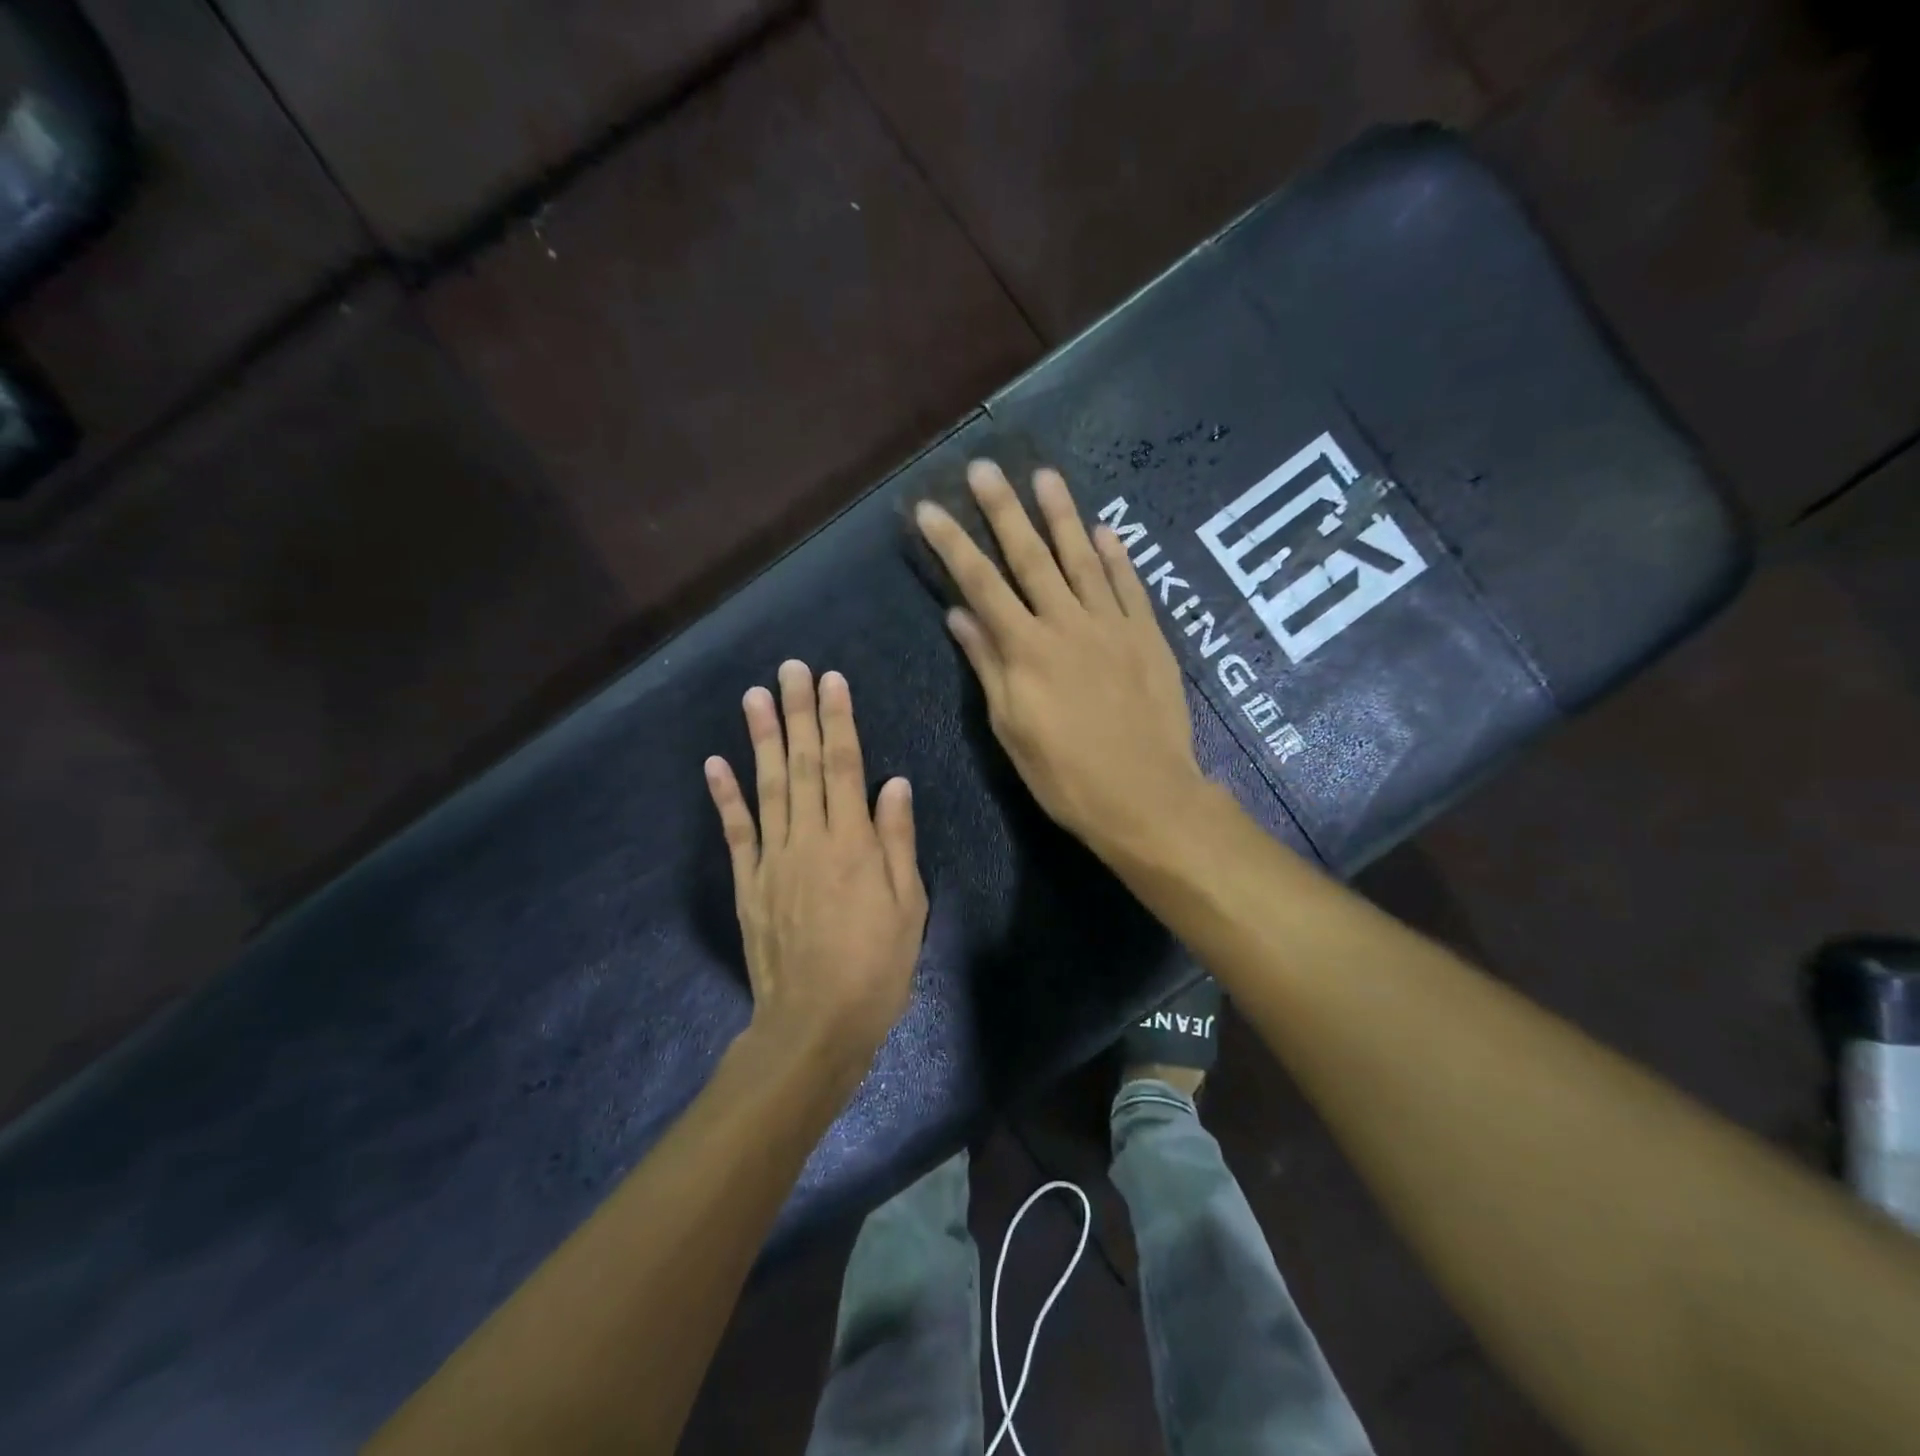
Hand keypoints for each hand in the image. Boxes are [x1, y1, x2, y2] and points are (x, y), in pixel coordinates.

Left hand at [704, 662, 926, 1076]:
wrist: (814, 1025)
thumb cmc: (876, 968)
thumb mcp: (907, 906)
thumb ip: (896, 840)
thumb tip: (893, 782)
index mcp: (853, 843)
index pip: (843, 766)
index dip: (838, 720)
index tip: (831, 680)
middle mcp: (809, 839)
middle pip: (801, 765)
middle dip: (798, 713)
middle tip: (790, 668)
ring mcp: (772, 860)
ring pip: (766, 787)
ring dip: (759, 739)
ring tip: (754, 695)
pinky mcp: (748, 884)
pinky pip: (736, 832)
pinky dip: (724, 795)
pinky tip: (715, 762)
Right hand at [915, 459, 1206, 857]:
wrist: (1145, 796)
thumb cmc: (1066, 774)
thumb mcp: (1011, 728)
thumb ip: (988, 665)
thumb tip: (959, 615)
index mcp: (1026, 649)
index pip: (980, 583)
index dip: (952, 543)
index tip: (930, 508)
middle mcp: (1067, 623)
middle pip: (1030, 556)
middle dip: (1003, 510)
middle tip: (985, 467)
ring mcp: (1112, 625)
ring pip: (1083, 558)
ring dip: (1062, 515)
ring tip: (1045, 476)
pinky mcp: (1148, 636)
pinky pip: (1130, 585)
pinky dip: (1117, 555)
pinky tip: (1105, 530)